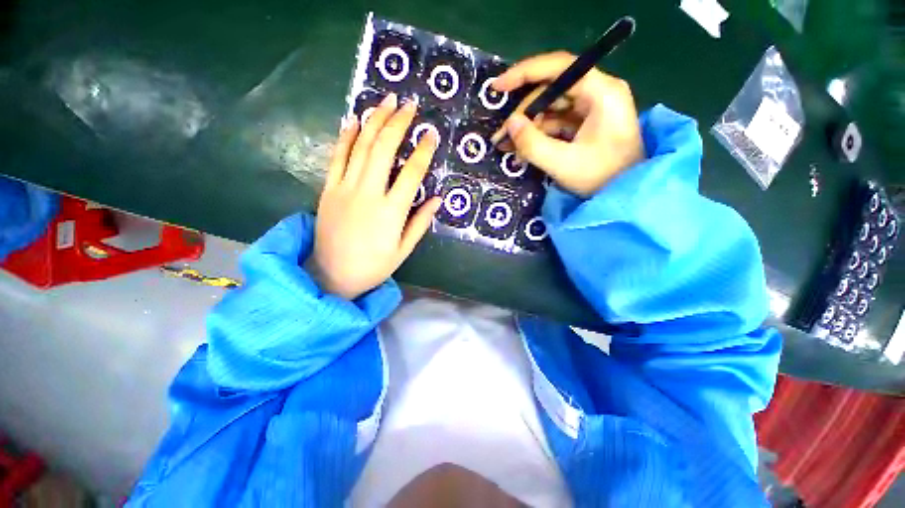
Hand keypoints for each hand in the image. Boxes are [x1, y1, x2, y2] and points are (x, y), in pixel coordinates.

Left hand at [313, 93, 441, 299]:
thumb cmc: (374, 266)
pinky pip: (337, 157)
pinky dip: (346, 136)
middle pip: (384, 150)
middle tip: (409, 104)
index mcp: (391, 212)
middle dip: (398, 123)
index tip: (431, 134)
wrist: (332, 275)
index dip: (423, 151)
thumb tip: (437, 199)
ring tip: (386, 101)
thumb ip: (420, 222)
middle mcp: (368, 194)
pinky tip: (355, 119)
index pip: (411, 173)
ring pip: (361, 147)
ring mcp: (345, 189)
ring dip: (375, 121)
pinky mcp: (328, 189)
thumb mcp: (404, 249)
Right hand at [492, 51, 644, 196]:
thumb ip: (532, 144)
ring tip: (506, 146)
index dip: (525, 73)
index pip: (559, 68)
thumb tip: (510, 124)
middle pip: (552, 91)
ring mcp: (592, 110)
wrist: (626, 196)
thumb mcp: (562, 164)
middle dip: (523, 113)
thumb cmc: (601, 178)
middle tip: (501, 136)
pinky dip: (537, 136)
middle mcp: (597, 93)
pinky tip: (521, 150)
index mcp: (601, 92)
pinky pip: (556, 124)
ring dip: (527, 127)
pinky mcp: (586, 126)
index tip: (498, 87)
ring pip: (551, 109)